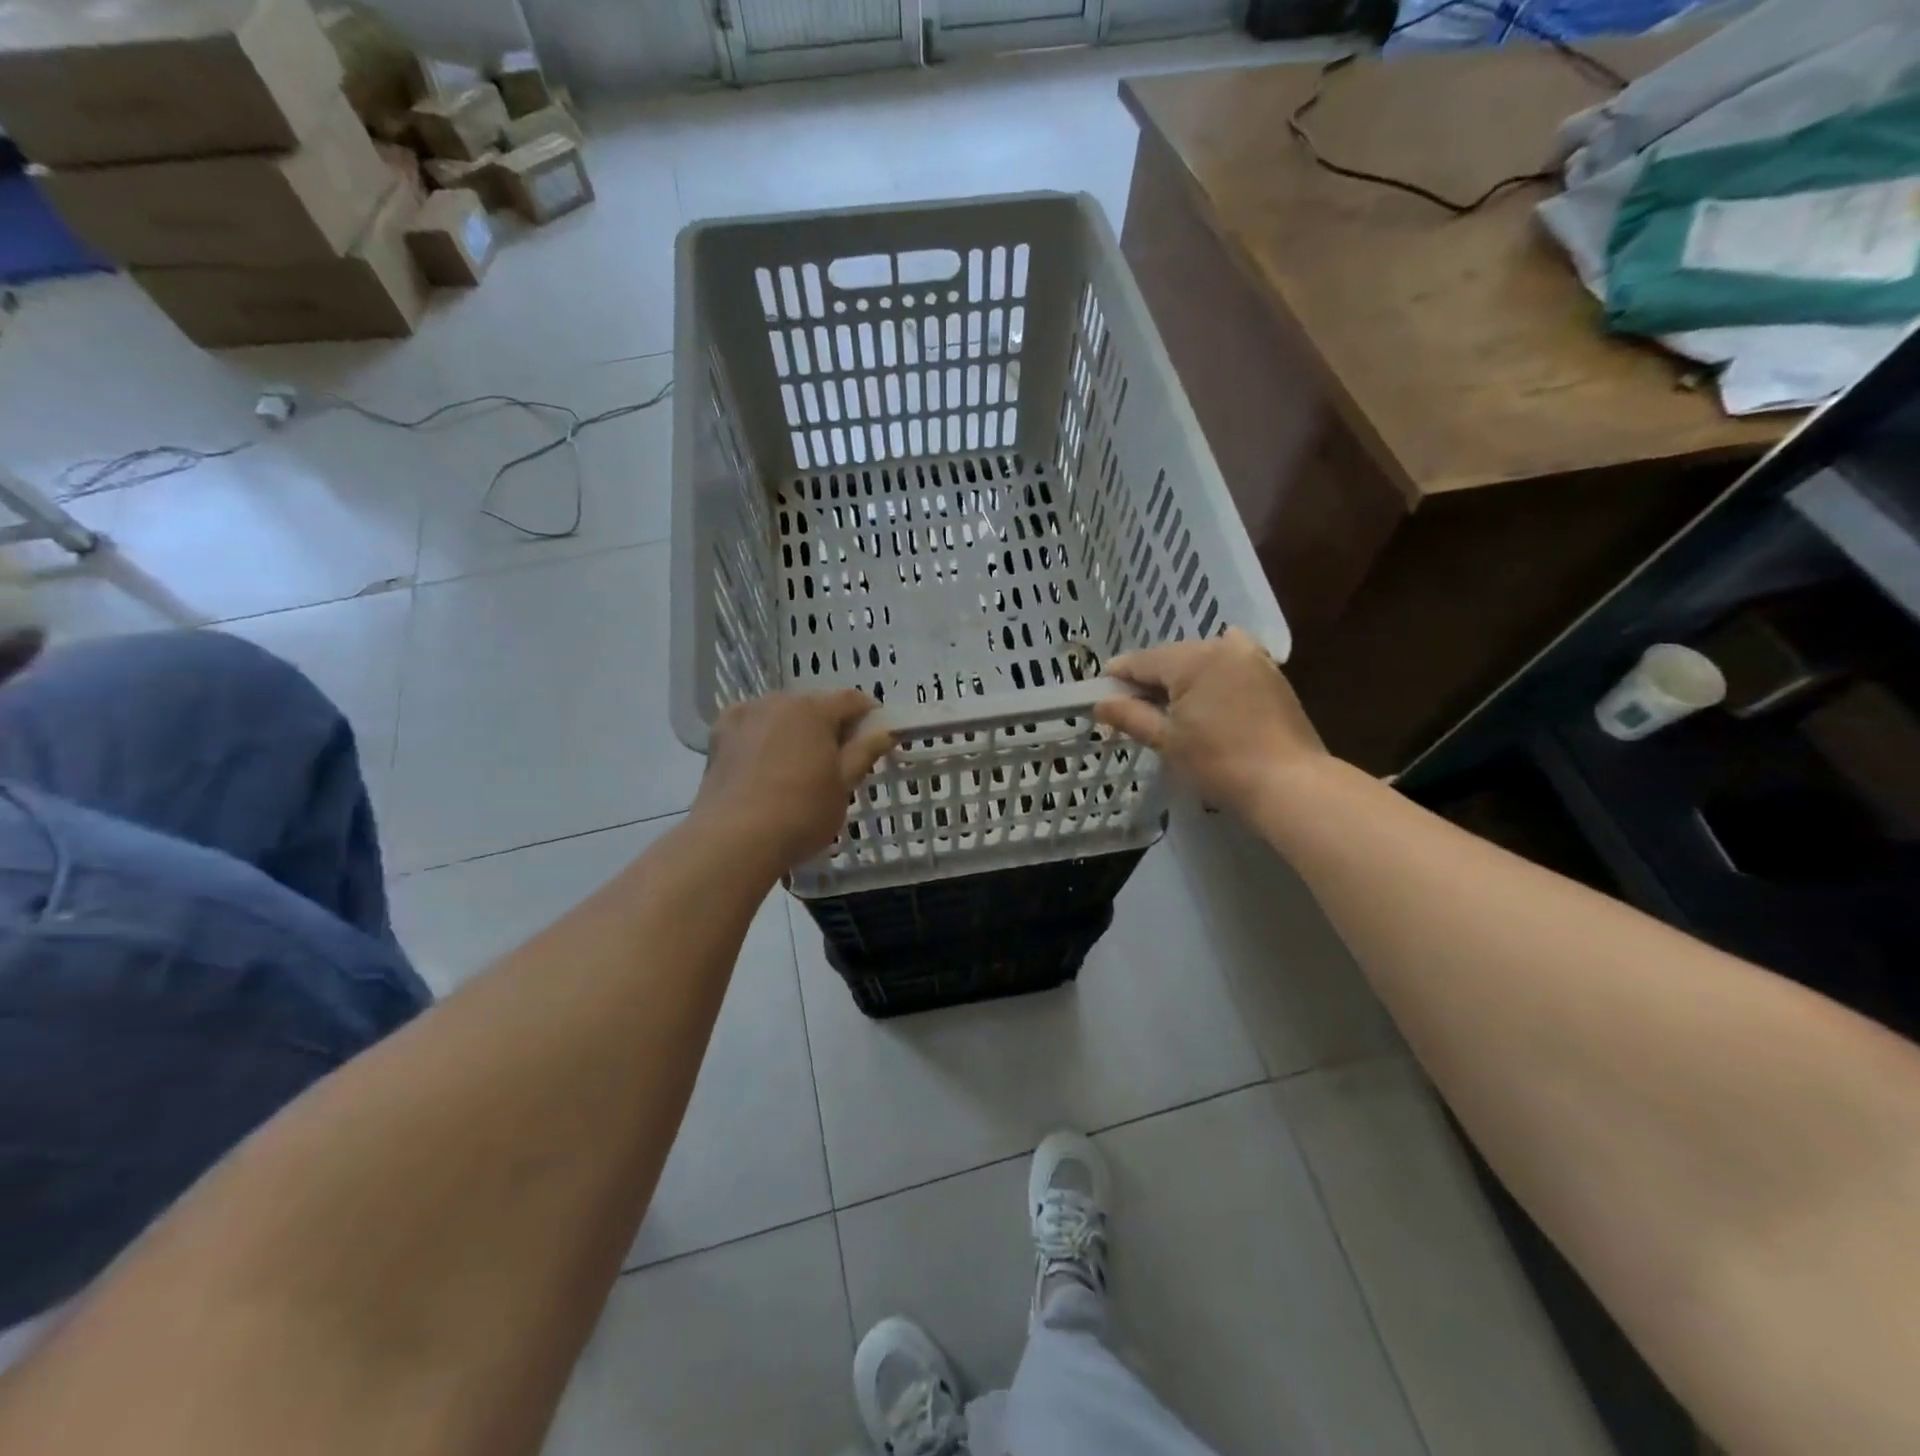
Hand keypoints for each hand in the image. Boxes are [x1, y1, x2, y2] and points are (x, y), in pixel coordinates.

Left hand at [693, 689, 893, 872]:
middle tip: (837, 761)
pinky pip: (752, 727)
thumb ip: (864, 752)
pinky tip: (764, 764)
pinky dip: (763, 737)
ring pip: (781, 715)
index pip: (852, 700)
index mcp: (814, 710)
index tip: (875, 737)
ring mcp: (744, 715)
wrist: (734, 839)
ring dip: (795, 730)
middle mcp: (778, 701)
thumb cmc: (801, 813)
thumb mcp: (843, 785)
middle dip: (829, 725)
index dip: (869, 715)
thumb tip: (885, 731)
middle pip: (814, 705)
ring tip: (798, 766)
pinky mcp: (719, 735)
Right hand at [1095, 629, 1328, 815]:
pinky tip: (1207, 694)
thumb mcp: (1167, 740)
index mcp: (1193, 659)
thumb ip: (1131, 716)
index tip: (1101, 692)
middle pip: (1172, 657)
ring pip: (1201, 659)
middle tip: (1133, 707)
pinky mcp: (1271, 673)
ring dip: (1182, 677)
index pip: (1142, 660)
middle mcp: (1222, 646)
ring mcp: (1252, 657)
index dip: (1118, 676)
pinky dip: (1212, 675)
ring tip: (1170, 707)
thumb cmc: (1219, 762)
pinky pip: (1230, 664)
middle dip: (1151, 678)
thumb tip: (1100, 703)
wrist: (1288, 783)